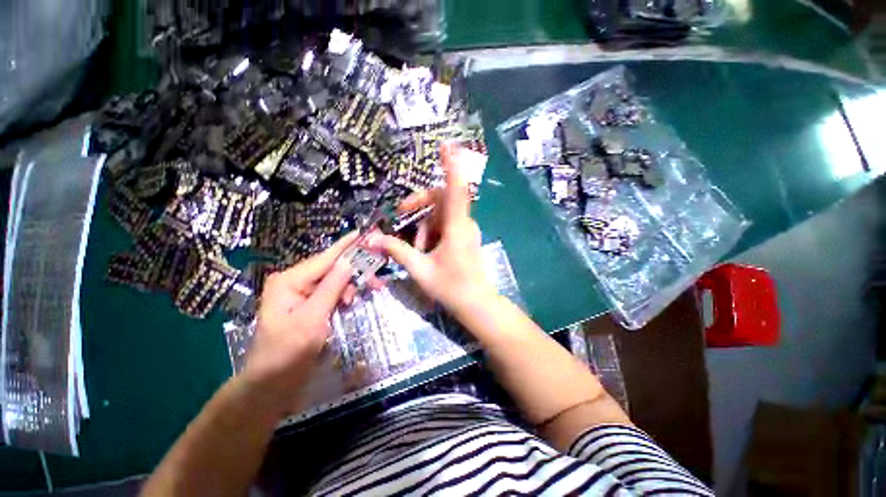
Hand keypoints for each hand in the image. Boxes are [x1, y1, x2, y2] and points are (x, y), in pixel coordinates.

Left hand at [242, 232, 357, 410]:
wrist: (272, 384)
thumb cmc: (288, 352)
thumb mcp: (312, 318)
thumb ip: (331, 287)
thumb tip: (348, 261)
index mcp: (289, 281)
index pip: (325, 258)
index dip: (346, 245)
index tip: (364, 232)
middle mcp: (294, 282)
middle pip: (331, 269)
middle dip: (354, 272)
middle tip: (376, 279)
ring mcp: (301, 294)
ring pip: (333, 281)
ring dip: (349, 286)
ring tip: (361, 296)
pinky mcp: (308, 305)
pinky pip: (330, 293)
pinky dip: (343, 295)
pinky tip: (350, 302)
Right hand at [366, 144, 496, 315]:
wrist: (476, 304)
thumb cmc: (451, 287)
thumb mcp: (420, 269)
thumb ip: (397, 251)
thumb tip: (372, 239)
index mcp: (457, 227)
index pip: (455, 189)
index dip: (451, 166)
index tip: (447, 146)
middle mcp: (464, 223)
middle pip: (440, 199)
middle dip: (419, 205)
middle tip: (401, 213)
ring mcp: (466, 230)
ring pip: (440, 215)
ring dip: (424, 227)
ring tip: (418, 249)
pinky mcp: (464, 238)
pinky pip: (445, 226)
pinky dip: (431, 233)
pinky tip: (425, 250)